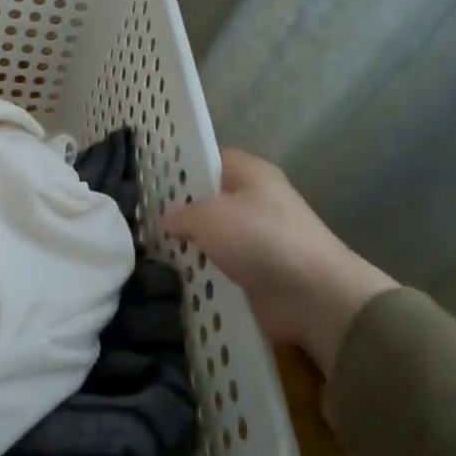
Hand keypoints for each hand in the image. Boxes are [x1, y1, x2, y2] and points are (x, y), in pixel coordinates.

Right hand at [162, 149, 395, 375]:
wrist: (314, 297)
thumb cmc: (260, 239)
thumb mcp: (209, 216)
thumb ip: (181, 213)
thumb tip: (167, 217)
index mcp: (250, 173)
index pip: (208, 158)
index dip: (178, 166)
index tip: (147, 179)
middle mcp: (256, 200)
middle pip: (208, 199)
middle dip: (179, 211)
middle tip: (141, 218)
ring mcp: (258, 238)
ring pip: (213, 236)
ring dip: (190, 246)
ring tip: (150, 249)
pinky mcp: (259, 272)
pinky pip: (221, 266)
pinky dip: (203, 272)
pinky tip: (175, 276)